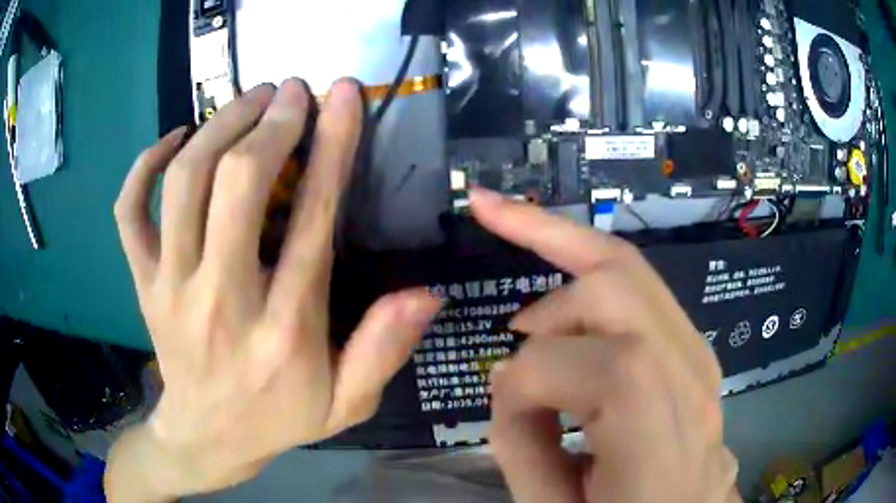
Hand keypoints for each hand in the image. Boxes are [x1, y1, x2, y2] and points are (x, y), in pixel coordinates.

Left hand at [106, 79, 440, 498]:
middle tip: (291, 89)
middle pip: (237, 183)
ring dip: (217, 125)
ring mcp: (170, 288)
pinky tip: (174, 139)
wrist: (204, 439)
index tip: (344, 94)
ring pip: (183, 182)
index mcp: (283, 330)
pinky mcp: (142, 283)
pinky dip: (145, 164)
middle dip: (271, 121)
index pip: (312, 218)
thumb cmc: (276, 419)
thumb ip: (383, 351)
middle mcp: (221, 300)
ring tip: (247, 98)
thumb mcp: (345, 404)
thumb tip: (426, 294)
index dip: (332, 144)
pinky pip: (129, 210)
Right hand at [469, 188, 740, 502]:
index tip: (502, 405)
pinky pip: (642, 289)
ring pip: (632, 269)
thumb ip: (525, 447)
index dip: (529, 379)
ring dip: (566, 246)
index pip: (598, 369)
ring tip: (522, 260)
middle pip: (621, 284)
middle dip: (545, 255)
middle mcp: (690, 379)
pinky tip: (562, 268)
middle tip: (497, 270)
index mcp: (661, 436)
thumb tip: (510, 377)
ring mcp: (697, 355)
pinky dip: (594, 266)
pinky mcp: (691, 349)